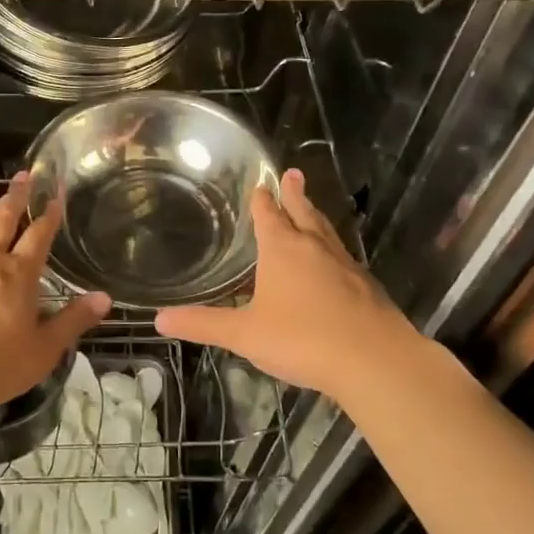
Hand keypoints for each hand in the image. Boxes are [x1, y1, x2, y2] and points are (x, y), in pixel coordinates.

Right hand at [156, 168, 426, 398]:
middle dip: (295, 193)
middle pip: (303, 212)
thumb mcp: (244, 334)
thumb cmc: (302, 339)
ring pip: (326, 231)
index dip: (263, 200)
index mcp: (282, 249)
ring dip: (315, 216)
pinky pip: (343, 257)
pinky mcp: (366, 286)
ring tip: (311, 208)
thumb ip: (203, 324)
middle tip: (294, 173)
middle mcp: (314, 247)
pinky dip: (332, 249)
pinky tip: (334, 262)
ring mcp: (345, 264)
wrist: (374, 360)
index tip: (261, 184)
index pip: (269, 215)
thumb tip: (159, 318)